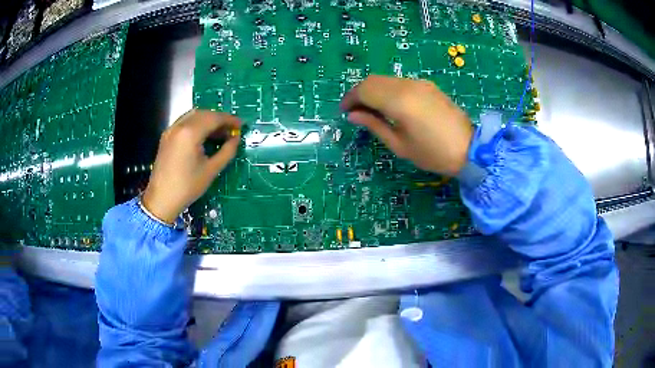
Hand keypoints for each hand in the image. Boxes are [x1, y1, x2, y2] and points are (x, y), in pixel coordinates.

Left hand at [142, 110, 240, 223]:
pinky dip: (196, 124)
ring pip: (193, 116)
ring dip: (208, 120)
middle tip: (231, 130)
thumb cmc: (187, 187)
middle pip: (203, 114)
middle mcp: (179, 126)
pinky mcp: (166, 136)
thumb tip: (236, 139)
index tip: (241, 125)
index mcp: (190, 133)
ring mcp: (171, 130)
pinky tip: (203, 136)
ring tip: (219, 132)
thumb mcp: (211, 170)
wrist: (161, 200)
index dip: (229, 119)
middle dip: (219, 119)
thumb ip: (227, 151)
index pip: (214, 118)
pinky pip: (184, 122)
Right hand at [341, 75, 472, 174]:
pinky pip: (400, 82)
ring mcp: (419, 83)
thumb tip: (353, 115)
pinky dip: (388, 90)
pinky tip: (391, 106)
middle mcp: (407, 85)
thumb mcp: (399, 145)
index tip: (344, 112)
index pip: (364, 90)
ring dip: (374, 90)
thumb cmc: (433, 153)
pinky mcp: (427, 85)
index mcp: (399, 101)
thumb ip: (374, 125)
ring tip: (372, 110)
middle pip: (373, 80)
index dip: (350, 99)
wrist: (469, 149)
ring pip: (386, 79)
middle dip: (359, 93)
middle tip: (355, 112)